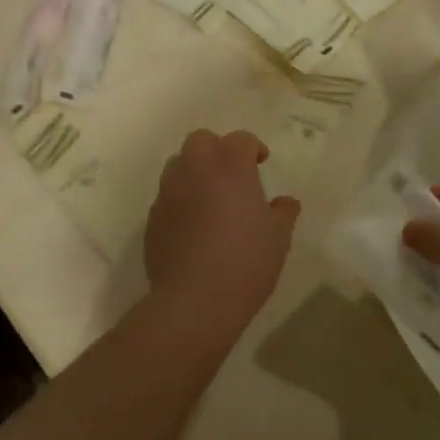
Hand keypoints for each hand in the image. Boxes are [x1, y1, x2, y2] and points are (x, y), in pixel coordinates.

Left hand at [145, 130, 299, 324]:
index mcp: (230, 165)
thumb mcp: (278, 237)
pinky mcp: (153, 217)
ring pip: (178, 165)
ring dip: (195, 172)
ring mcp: (169, 192)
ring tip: (211, 198)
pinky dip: (181, 200)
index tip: (261, 163)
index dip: (252, 148)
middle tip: (233, 174)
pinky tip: (194, 226)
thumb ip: (283, 212)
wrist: (195, 299)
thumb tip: (285, 202)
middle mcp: (195, 169)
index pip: (240, 139)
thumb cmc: (246, 260)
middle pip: (201, 141)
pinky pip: (168, 196)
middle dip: (217, 150)